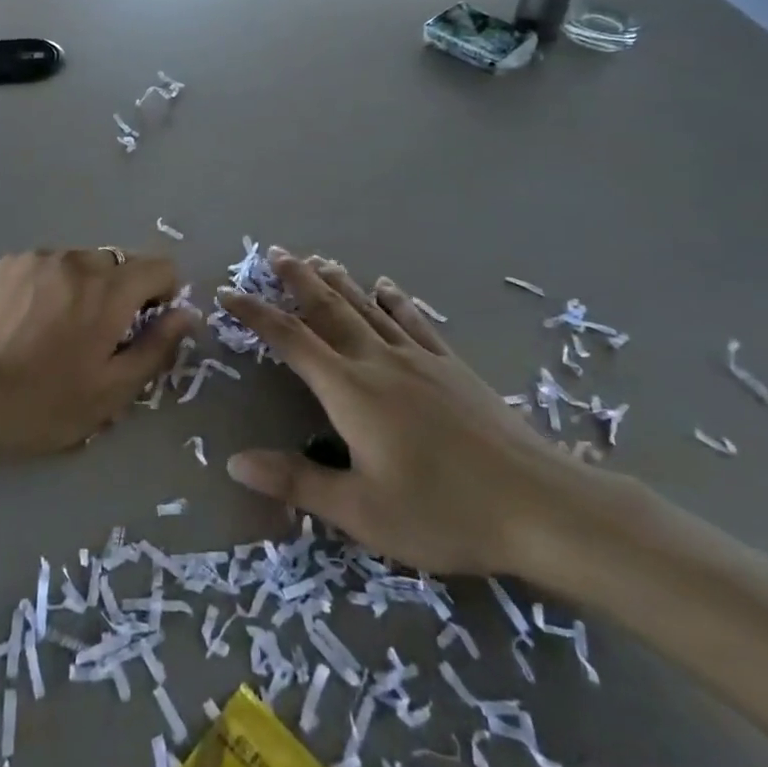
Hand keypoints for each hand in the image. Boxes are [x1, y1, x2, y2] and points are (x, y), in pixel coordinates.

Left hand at [0, 248, 198, 463]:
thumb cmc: (45, 405)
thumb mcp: (113, 390)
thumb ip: (158, 346)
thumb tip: (186, 314)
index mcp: (109, 291)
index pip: (161, 266)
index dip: (163, 295)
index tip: (145, 327)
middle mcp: (77, 261)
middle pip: (122, 264)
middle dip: (123, 293)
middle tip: (101, 335)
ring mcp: (40, 258)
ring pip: (85, 263)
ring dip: (87, 287)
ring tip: (62, 329)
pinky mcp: (10, 263)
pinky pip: (51, 264)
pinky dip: (55, 284)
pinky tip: (34, 320)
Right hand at [220, 249, 593, 577]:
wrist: (539, 505)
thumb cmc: (443, 513)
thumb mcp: (362, 511)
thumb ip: (298, 482)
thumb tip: (234, 461)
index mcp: (351, 392)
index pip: (291, 341)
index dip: (256, 315)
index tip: (229, 292)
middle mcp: (379, 362)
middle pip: (330, 309)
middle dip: (297, 280)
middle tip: (275, 253)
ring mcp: (419, 359)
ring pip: (368, 308)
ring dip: (338, 282)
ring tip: (317, 260)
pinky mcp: (452, 366)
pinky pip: (414, 322)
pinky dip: (394, 300)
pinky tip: (386, 288)